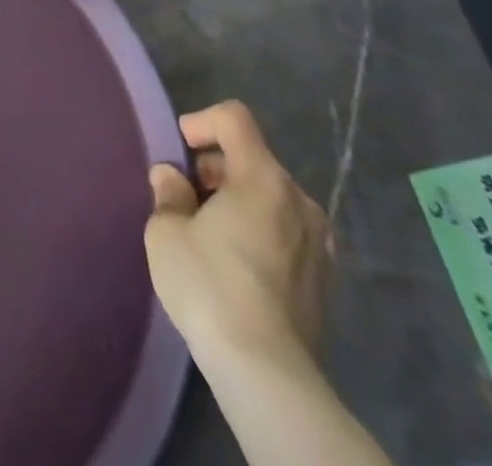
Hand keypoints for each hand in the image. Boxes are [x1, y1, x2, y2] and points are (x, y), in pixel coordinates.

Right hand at [145, 101, 331, 378]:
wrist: (266, 373)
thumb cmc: (209, 285)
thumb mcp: (167, 231)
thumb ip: (169, 193)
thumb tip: (172, 177)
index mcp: (263, 178)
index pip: (234, 118)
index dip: (201, 122)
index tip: (180, 151)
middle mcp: (299, 201)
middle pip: (253, 159)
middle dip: (216, 169)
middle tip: (187, 199)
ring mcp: (319, 243)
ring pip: (271, 198)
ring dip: (239, 202)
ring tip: (209, 234)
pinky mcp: (324, 281)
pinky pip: (285, 233)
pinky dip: (259, 233)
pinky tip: (236, 267)